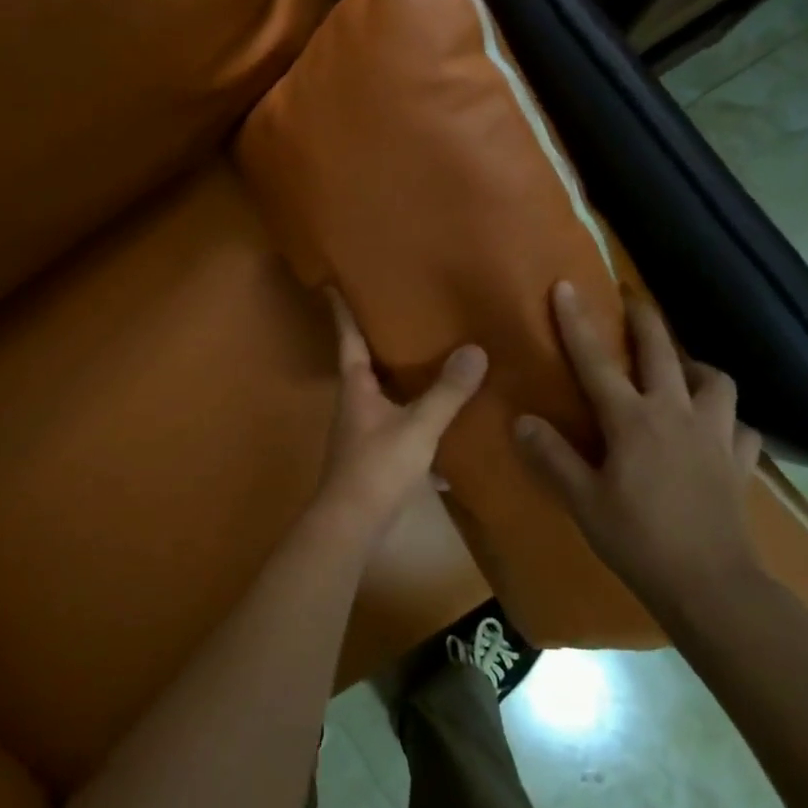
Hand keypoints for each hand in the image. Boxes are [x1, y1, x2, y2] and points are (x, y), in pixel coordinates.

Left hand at [305, 289, 486, 548]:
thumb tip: (475, 350)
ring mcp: (362, 431)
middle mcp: (354, 404)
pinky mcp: (374, 456)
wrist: (352, 524)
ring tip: (430, 361)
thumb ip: (447, 392)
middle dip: (380, 341)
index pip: (347, 338)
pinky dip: (416, 421)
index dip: (342, 311)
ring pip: (383, 396)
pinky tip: (443, 427)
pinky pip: (397, 426)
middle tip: (402, 313)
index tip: (333, 284)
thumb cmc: (377, 466)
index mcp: (356, 387)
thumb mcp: (418, 427)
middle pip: (365, 364)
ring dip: (401, 380)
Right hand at [515, 281, 765, 624]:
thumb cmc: (638, 539)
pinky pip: (741, 426)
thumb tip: (523, 420)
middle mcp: (676, 414)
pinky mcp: (740, 461)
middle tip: (632, 300)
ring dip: (696, 367)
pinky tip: (717, 428)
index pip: (596, 361)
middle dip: (645, 320)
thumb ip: (551, 456)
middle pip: (663, 352)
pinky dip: (728, 418)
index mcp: (632, 420)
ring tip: (682, 370)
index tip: (567, 286)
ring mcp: (715, 434)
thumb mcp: (582, 500)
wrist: (710, 584)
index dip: (578, 322)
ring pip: (715, 380)